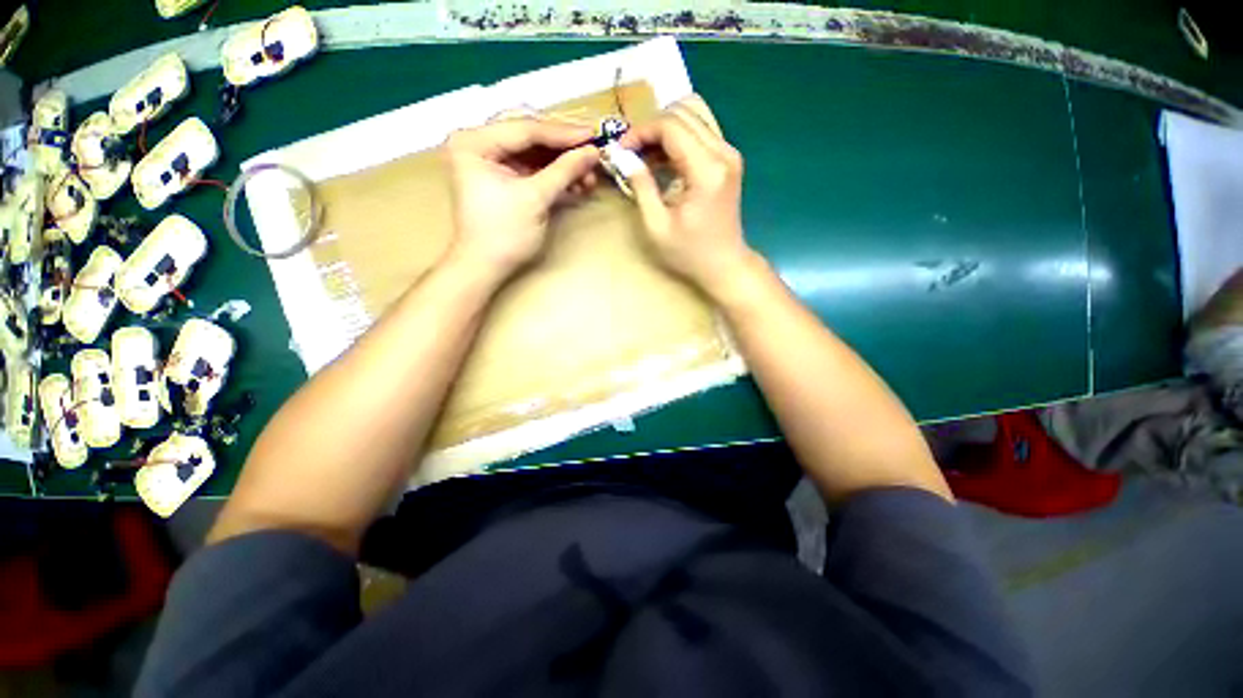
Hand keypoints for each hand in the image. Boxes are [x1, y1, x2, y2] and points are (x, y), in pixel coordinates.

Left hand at [443, 115, 599, 278]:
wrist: (485, 267)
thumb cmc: (504, 233)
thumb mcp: (535, 198)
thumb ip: (564, 171)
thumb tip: (594, 151)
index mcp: (475, 142)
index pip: (525, 129)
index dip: (562, 133)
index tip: (593, 135)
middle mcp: (479, 145)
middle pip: (530, 138)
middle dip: (564, 149)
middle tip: (593, 151)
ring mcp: (491, 163)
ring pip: (534, 155)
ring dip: (563, 165)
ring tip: (589, 176)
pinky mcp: (504, 180)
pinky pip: (533, 171)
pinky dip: (554, 177)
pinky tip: (577, 183)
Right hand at [620, 95, 757, 298]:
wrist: (725, 265)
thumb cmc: (690, 253)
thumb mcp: (657, 226)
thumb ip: (641, 186)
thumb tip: (624, 157)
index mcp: (707, 170)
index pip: (671, 126)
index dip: (641, 131)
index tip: (622, 150)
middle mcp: (723, 152)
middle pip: (683, 112)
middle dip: (651, 127)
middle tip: (631, 153)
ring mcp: (729, 154)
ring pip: (694, 116)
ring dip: (665, 130)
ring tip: (645, 156)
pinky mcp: (728, 160)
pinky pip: (701, 132)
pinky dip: (678, 139)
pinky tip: (663, 160)